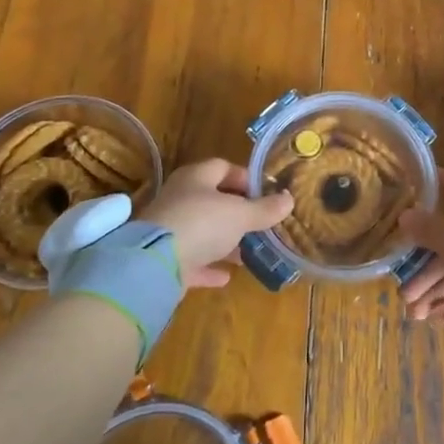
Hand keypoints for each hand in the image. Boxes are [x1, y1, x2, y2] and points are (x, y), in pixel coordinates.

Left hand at [143, 158, 293, 287]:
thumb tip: (289, 199)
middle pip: (213, 200)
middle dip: (238, 212)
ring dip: (225, 241)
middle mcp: (180, 198)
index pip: (223, 167)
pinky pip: (192, 259)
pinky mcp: (164, 258)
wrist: (154, 262)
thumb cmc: (202, 223)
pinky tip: (227, 276)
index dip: (245, 177)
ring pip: (203, 231)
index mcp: (196, 177)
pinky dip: (209, 265)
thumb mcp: (241, 214)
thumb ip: (265, 209)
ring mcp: (170, 228)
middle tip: (261, 224)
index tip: (266, 193)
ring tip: (249, 252)